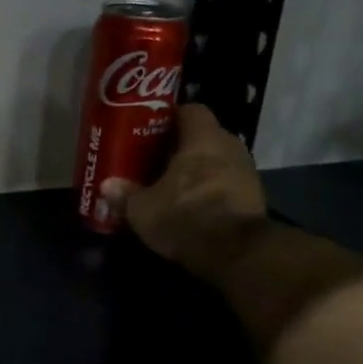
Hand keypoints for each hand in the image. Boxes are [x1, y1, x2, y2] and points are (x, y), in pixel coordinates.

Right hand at [101, 104, 266, 282]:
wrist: (236, 252)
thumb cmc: (185, 216)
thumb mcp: (143, 209)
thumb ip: (125, 194)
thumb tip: (107, 186)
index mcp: (203, 138)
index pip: (191, 110)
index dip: (171, 118)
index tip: (152, 130)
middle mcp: (230, 146)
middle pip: (204, 136)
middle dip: (182, 147)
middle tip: (157, 160)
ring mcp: (247, 172)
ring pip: (217, 161)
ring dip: (199, 170)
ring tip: (174, 185)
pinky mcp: (255, 198)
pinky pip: (227, 184)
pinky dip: (212, 190)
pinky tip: (193, 206)